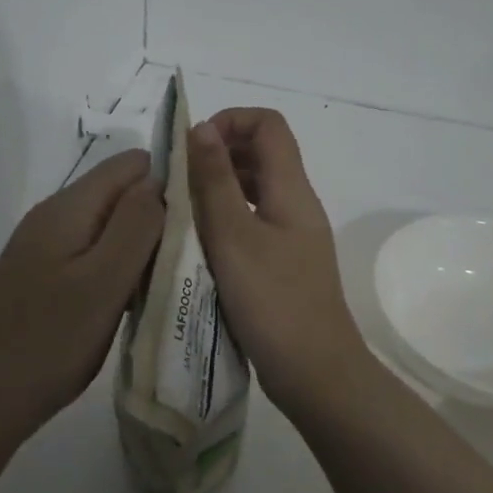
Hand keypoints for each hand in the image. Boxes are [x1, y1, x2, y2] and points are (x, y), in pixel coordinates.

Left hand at [0, 149, 163, 474]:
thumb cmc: (49, 340)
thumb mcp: (103, 280)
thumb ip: (136, 225)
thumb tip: (160, 179)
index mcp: (69, 207)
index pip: (132, 164)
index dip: (170, 181)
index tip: (200, 220)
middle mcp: (56, 217)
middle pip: (122, 194)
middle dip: (159, 217)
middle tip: (187, 261)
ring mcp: (48, 249)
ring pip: (112, 228)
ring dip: (143, 248)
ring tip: (169, 283)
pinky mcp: (48, 279)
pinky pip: (96, 257)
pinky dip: (121, 271)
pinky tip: (136, 301)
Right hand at [186, 108, 367, 412]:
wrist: (314, 371)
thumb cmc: (273, 301)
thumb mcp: (234, 237)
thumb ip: (215, 181)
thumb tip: (201, 127)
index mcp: (291, 190)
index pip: (268, 125)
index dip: (229, 122)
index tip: (192, 150)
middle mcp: (296, 205)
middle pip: (262, 153)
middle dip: (218, 154)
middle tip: (178, 181)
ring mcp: (292, 236)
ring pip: (254, 190)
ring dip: (218, 188)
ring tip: (181, 210)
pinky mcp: (283, 263)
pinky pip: (252, 223)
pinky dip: (225, 219)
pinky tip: (198, 242)